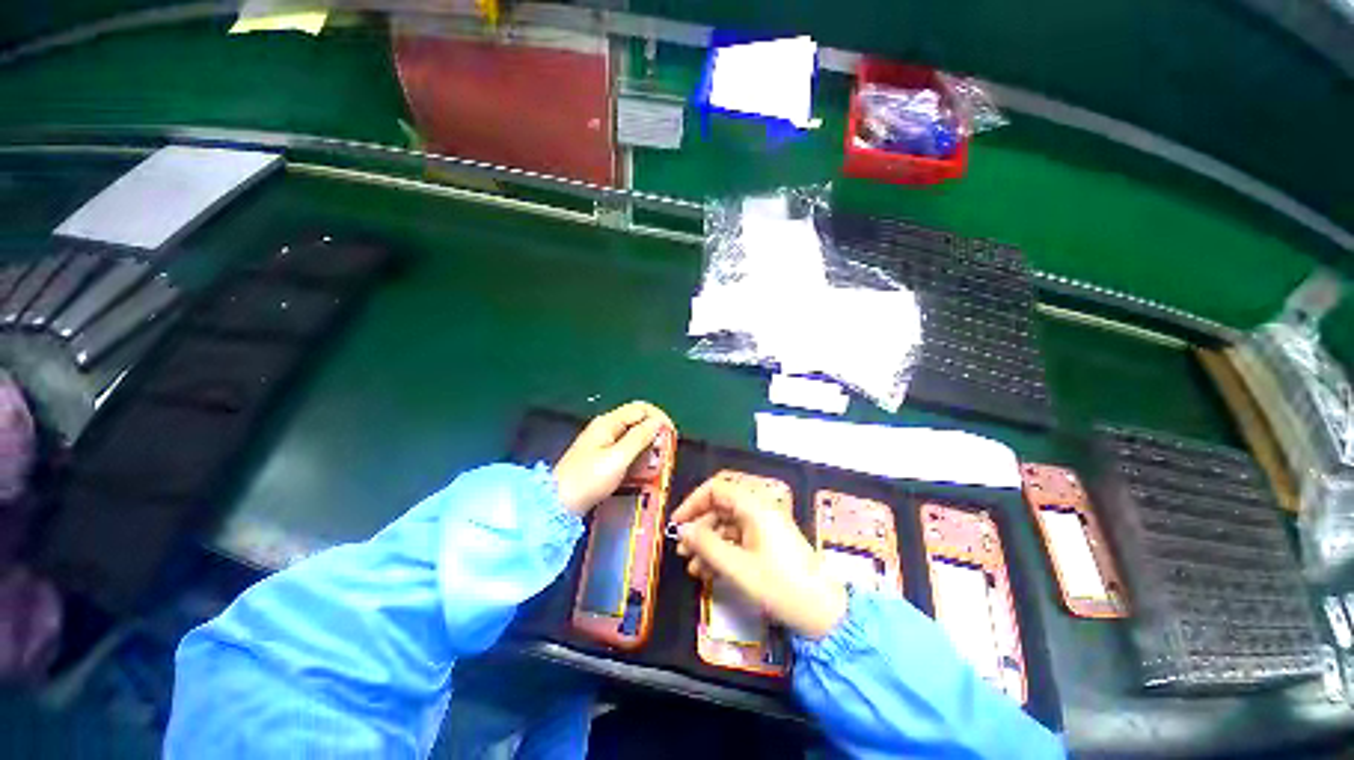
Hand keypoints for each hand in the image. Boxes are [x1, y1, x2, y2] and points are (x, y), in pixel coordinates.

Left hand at [553, 401, 673, 514]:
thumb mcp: (618, 458)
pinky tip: (643, 467)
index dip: (659, 417)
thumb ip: (639, 437)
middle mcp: (605, 427)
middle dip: (654, 431)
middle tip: (667, 450)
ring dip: (648, 444)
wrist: (557, 504)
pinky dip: (638, 453)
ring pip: (633, 434)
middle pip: (637, 419)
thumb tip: (659, 422)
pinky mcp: (601, 456)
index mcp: (608, 422)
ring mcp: (602, 441)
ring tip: (658, 460)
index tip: (672, 435)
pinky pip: (626, 447)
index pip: (641, 408)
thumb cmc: (588, 480)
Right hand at [671, 476, 847, 638]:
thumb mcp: (738, 567)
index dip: (693, 502)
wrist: (824, 614)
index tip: (678, 523)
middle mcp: (759, 509)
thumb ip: (706, 545)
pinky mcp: (768, 542)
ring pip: (727, 525)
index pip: (717, 488)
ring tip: (692, 567)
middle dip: (699, 527)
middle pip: (721, 507)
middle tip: (682, 550)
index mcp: (755, 506)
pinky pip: (738, 539)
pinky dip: (722, 552)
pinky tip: (708, 573)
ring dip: (708, 543)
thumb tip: (683, 529)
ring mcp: (765, 526)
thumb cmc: (780, 586)